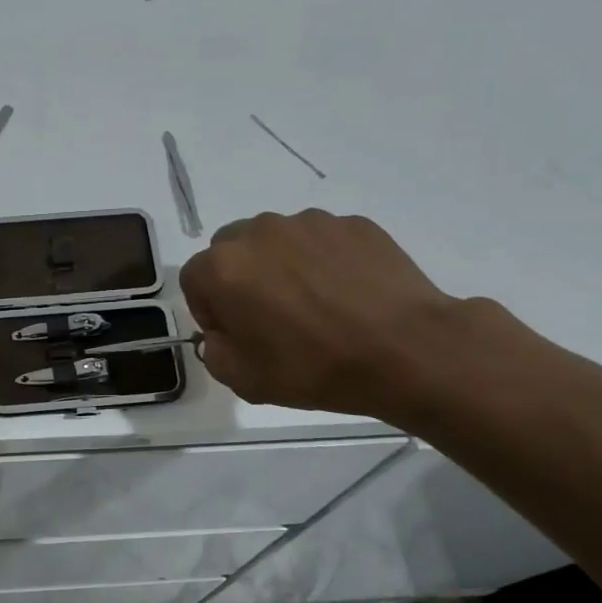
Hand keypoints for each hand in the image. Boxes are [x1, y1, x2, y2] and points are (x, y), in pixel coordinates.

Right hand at [179, 209, 479, 422]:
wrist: (408, 351)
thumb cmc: (315, 368)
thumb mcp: (243, 380)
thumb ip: (215, 350)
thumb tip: (224, 332)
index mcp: (224, 267)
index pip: (193, 279)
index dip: (207, 309)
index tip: (233, 333)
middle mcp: (260, 232)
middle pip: (230, 249)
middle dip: (239, 278)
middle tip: (268, 315)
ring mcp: (310, 223)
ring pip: (277, 240)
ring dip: (280, 265)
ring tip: (314, 303)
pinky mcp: (353, 224)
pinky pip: (322, 240)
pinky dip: (323, 261)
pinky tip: (347, 295)